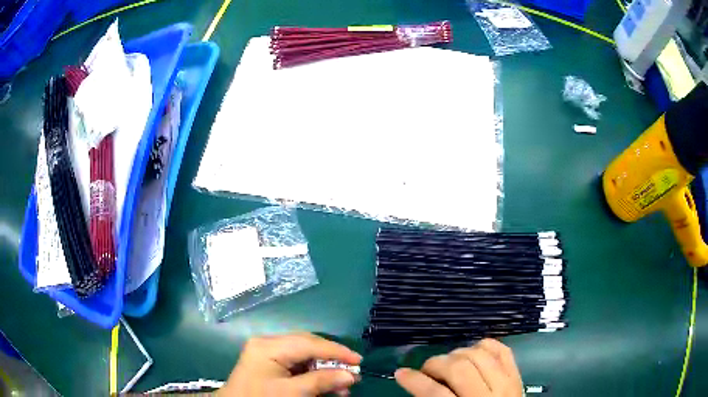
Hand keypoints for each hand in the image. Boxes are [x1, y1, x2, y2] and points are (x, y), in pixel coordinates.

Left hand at [218, 332, 361, 396]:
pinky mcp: (269, 363)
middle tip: (353, 373)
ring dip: (325, 370)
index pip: (309, 343)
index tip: (359, 361)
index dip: (337, 351)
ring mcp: (268, 353)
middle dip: (332, 361)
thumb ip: (321, 382)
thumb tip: (351, 375)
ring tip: (343, 386)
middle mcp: (268, 343)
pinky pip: (297, 365)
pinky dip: (313, 375)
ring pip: (305, 356)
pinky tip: (326, 387)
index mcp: (269, 346)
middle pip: (308, 346)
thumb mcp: (292, 393)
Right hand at [395, 339, 522, 396]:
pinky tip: (473, 352)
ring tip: (449, 363)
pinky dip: (484, 345)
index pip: (436, 393)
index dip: (415, 381)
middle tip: (427, 370)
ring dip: (457, 354)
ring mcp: (506, 383)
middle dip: (436, 364)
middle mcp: (488, 395)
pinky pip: (501, 349)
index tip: (401, 373)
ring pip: (478, 354)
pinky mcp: (517, 374)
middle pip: (458, 368)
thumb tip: (417, 384)